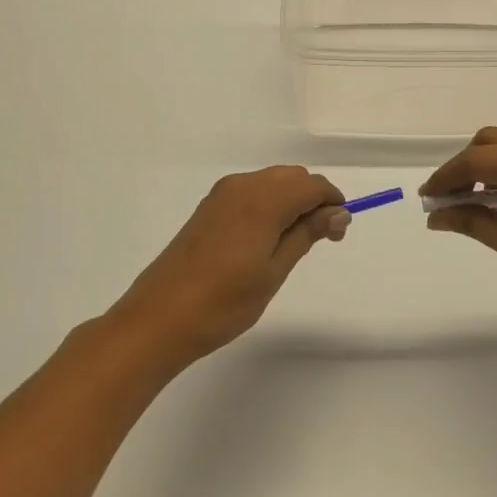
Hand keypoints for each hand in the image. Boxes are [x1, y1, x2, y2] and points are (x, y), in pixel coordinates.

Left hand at [110, 167, 348, 368]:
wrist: (159, 319)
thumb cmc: (224, 302)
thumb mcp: (274, 271)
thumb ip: (307, 234)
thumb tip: (338, 212)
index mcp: (263, 200)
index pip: (313, 185)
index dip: (332, 203)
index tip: (337, 234)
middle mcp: (243, 187)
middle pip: (293, 177)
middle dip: (314, 200)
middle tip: (320, 239)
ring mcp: (222, 195)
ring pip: (272, 182)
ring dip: (291, 202)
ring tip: (293, 243)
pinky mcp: (209, 207)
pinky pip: (251, 192)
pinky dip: (269, 205)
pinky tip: (265, 239)